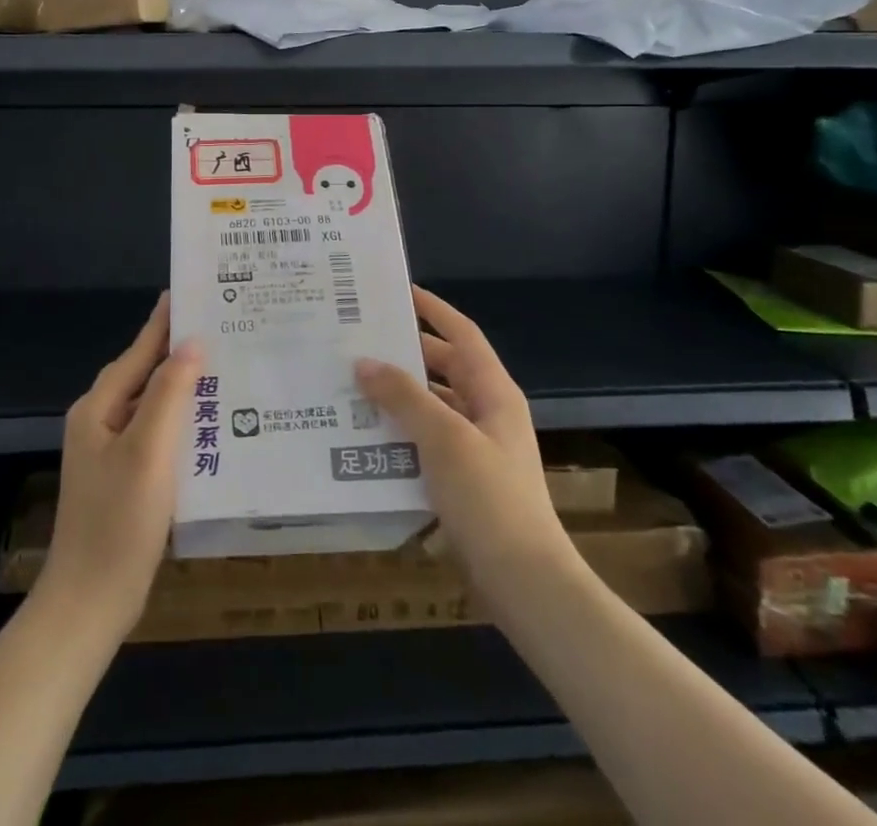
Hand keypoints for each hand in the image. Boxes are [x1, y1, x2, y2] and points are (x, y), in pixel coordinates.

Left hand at [36, 293, 200, 638]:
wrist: (90, 602)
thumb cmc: (118, 522)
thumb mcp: (148, 451)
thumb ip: (169, 393)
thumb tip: (191, 342)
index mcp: (99, 407)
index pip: (139, 351)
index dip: (164, 321)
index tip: (191, 291)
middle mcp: (100, 421)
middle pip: (144, 372)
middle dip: (178, 349)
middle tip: (220, 326)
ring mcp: (111, 450)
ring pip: (152, 402)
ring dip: (182, 384)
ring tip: (223, 365)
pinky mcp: (125, 476)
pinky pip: (156, 431)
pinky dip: (181, 418)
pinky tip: (209, 421)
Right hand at [355, 287, 568, 599]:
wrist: (525, 585)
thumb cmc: (490, 499)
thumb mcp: (444, 438)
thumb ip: (404, 397)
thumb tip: (363, 362)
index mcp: (494, 392)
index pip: (462, 334)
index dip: (433, 309)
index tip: (398, 291)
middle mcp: (487, 413)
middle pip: (443, 368)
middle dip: (406, 353)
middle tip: (360, 339)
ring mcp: (476, 449)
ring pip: (432, 407)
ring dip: (397, 396)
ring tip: (351, 384)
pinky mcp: (463, 482)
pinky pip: (426, 443)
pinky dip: (399, 435)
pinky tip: (364, 438)